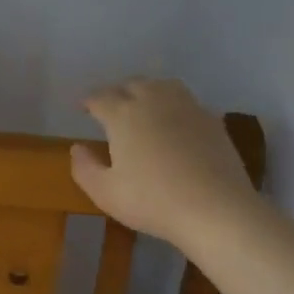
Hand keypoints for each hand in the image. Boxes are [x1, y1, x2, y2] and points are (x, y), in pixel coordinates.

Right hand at [70, 78, 261, 251]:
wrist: (215, 209)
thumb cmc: (152, 201)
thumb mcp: (105, 193)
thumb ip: (84, 168)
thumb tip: (77, 147)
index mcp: (123, 115)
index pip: (100, 98)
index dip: (88, 101)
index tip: (82, 108)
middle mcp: (153, 101)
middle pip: (132, 84)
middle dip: (117, 92)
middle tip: (111, 107)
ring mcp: (187, 107)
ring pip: (162, 85)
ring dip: (148, 91)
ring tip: (143, 105)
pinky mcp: (212, 120)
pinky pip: (187, 102)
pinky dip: (174, 105)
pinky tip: (175, 122)